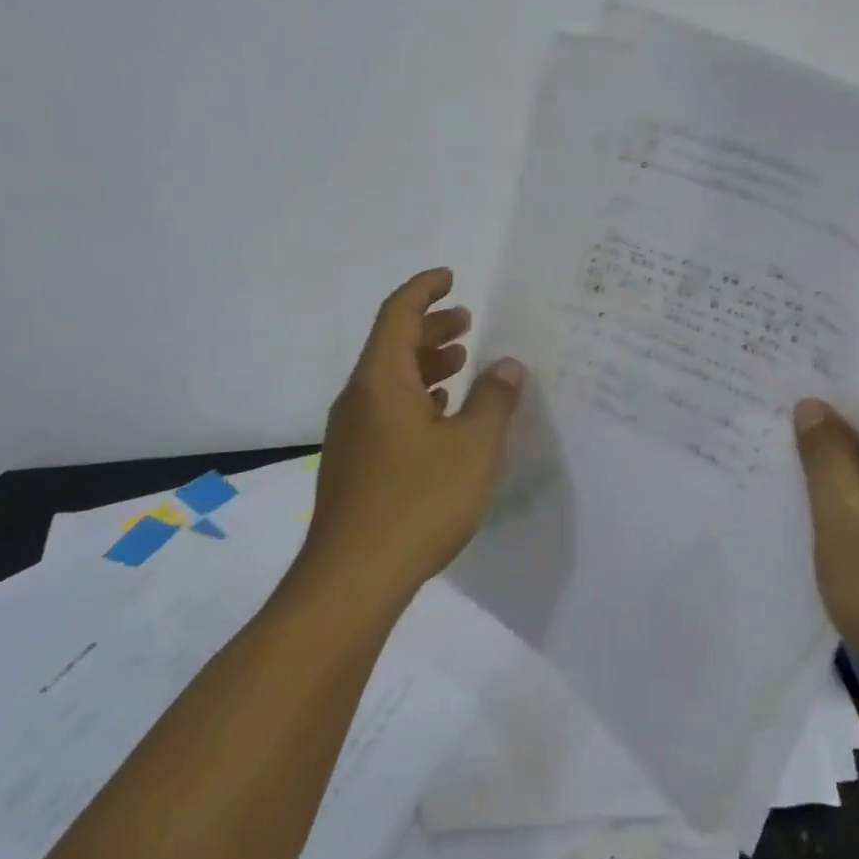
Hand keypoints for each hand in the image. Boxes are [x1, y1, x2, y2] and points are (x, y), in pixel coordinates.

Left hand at [297, 269, 524, 605]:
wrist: (352, 581)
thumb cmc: (418, 501)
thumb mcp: (474, 446)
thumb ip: (494, 400)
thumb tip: (506, 366)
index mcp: (381, 381)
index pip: (398, 314)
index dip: (424, 290)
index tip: (451, 277)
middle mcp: (359, 399)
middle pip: (392, 345)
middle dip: (430, 327)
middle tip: (467, 322)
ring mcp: (353, 435)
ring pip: (390, 380)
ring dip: (425, 363)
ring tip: (461, 363)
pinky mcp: (357, 466)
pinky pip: (387, 411)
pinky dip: (417, 398)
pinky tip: (442, 416)